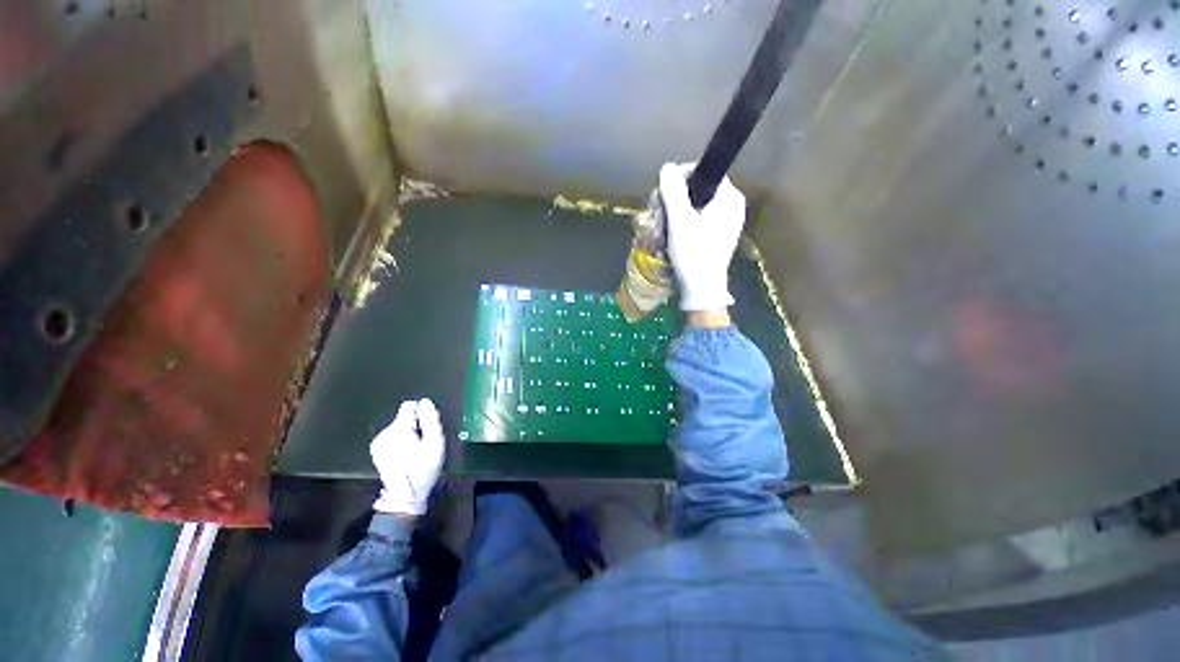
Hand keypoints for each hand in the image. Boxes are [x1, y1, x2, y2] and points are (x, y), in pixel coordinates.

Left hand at [370, 399, 445, 516]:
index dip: (421, 414)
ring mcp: (378, 442)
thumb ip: (431, 419)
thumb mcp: (436, 443)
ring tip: (414, 450)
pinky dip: (400, 440)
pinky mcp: (377, 449)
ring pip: (398, 425)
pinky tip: (406, 453)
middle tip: (422, 442)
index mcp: (398, 429)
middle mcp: (384, 433)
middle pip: (403, 416)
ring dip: (408, 432)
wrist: (404, 496)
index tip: (425, 429)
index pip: (409, 405)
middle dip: (415, 424)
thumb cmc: (423, 468)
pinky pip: (392, 434)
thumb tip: (425, 402)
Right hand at [659, 162, 746, 312]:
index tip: (663, 191)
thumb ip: (673, 192)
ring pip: (697, 205)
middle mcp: (732, 207)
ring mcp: (727, 223)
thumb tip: (667, 167)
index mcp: (729, 198)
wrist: (702, 289)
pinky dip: (683, 223)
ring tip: (661, 224)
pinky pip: (699, 220)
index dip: (681, 176)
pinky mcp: (718, 236)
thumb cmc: (693, 254)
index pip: (705, 172)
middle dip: (675, 198)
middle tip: (658, 211)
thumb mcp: (680, 221)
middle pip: (700, 189)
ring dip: (676, 211)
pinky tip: (671, 234)